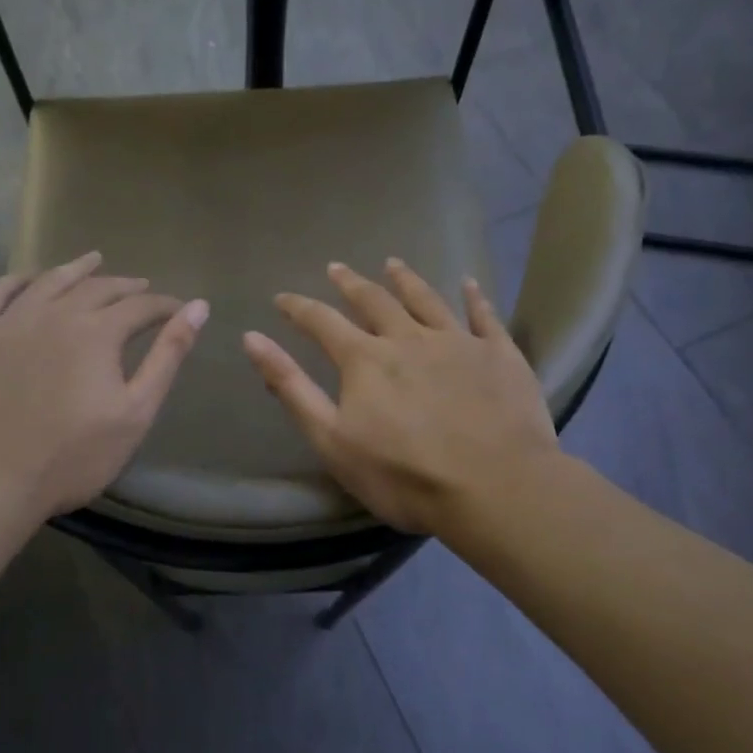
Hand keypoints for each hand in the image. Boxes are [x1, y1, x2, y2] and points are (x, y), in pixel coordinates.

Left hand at [0, 251, 207, 522]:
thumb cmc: (72, 456)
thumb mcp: (135, 411)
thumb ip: (168, 356)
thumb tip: (198, 308)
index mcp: (97, 331)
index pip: (140, 306)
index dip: (164, 305)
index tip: (178, 309)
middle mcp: (55, 313)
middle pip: (97, 288)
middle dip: (125, 286)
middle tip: (141, 288)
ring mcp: (10, 320)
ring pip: (49, 281)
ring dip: (76, 269)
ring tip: (93, 261)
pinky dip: (18, 279)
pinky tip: (29, 279)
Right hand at [242, 259, 557, 538]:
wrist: (495, 489)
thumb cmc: (403, 475)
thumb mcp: (331, 439)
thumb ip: (291, 387)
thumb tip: (252, 339)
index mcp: (365, 359)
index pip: (322, 322)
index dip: (299, 308)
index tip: (282, 297)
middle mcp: (408, 338)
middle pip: (374, 301)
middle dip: (351, 283)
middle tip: (337, 267)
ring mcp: (458, 343)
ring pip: (426, 300)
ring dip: (406, 280)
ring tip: (392, 263)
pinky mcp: (499, 355)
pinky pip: (485, 317)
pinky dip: (475, 299)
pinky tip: (469, 284)